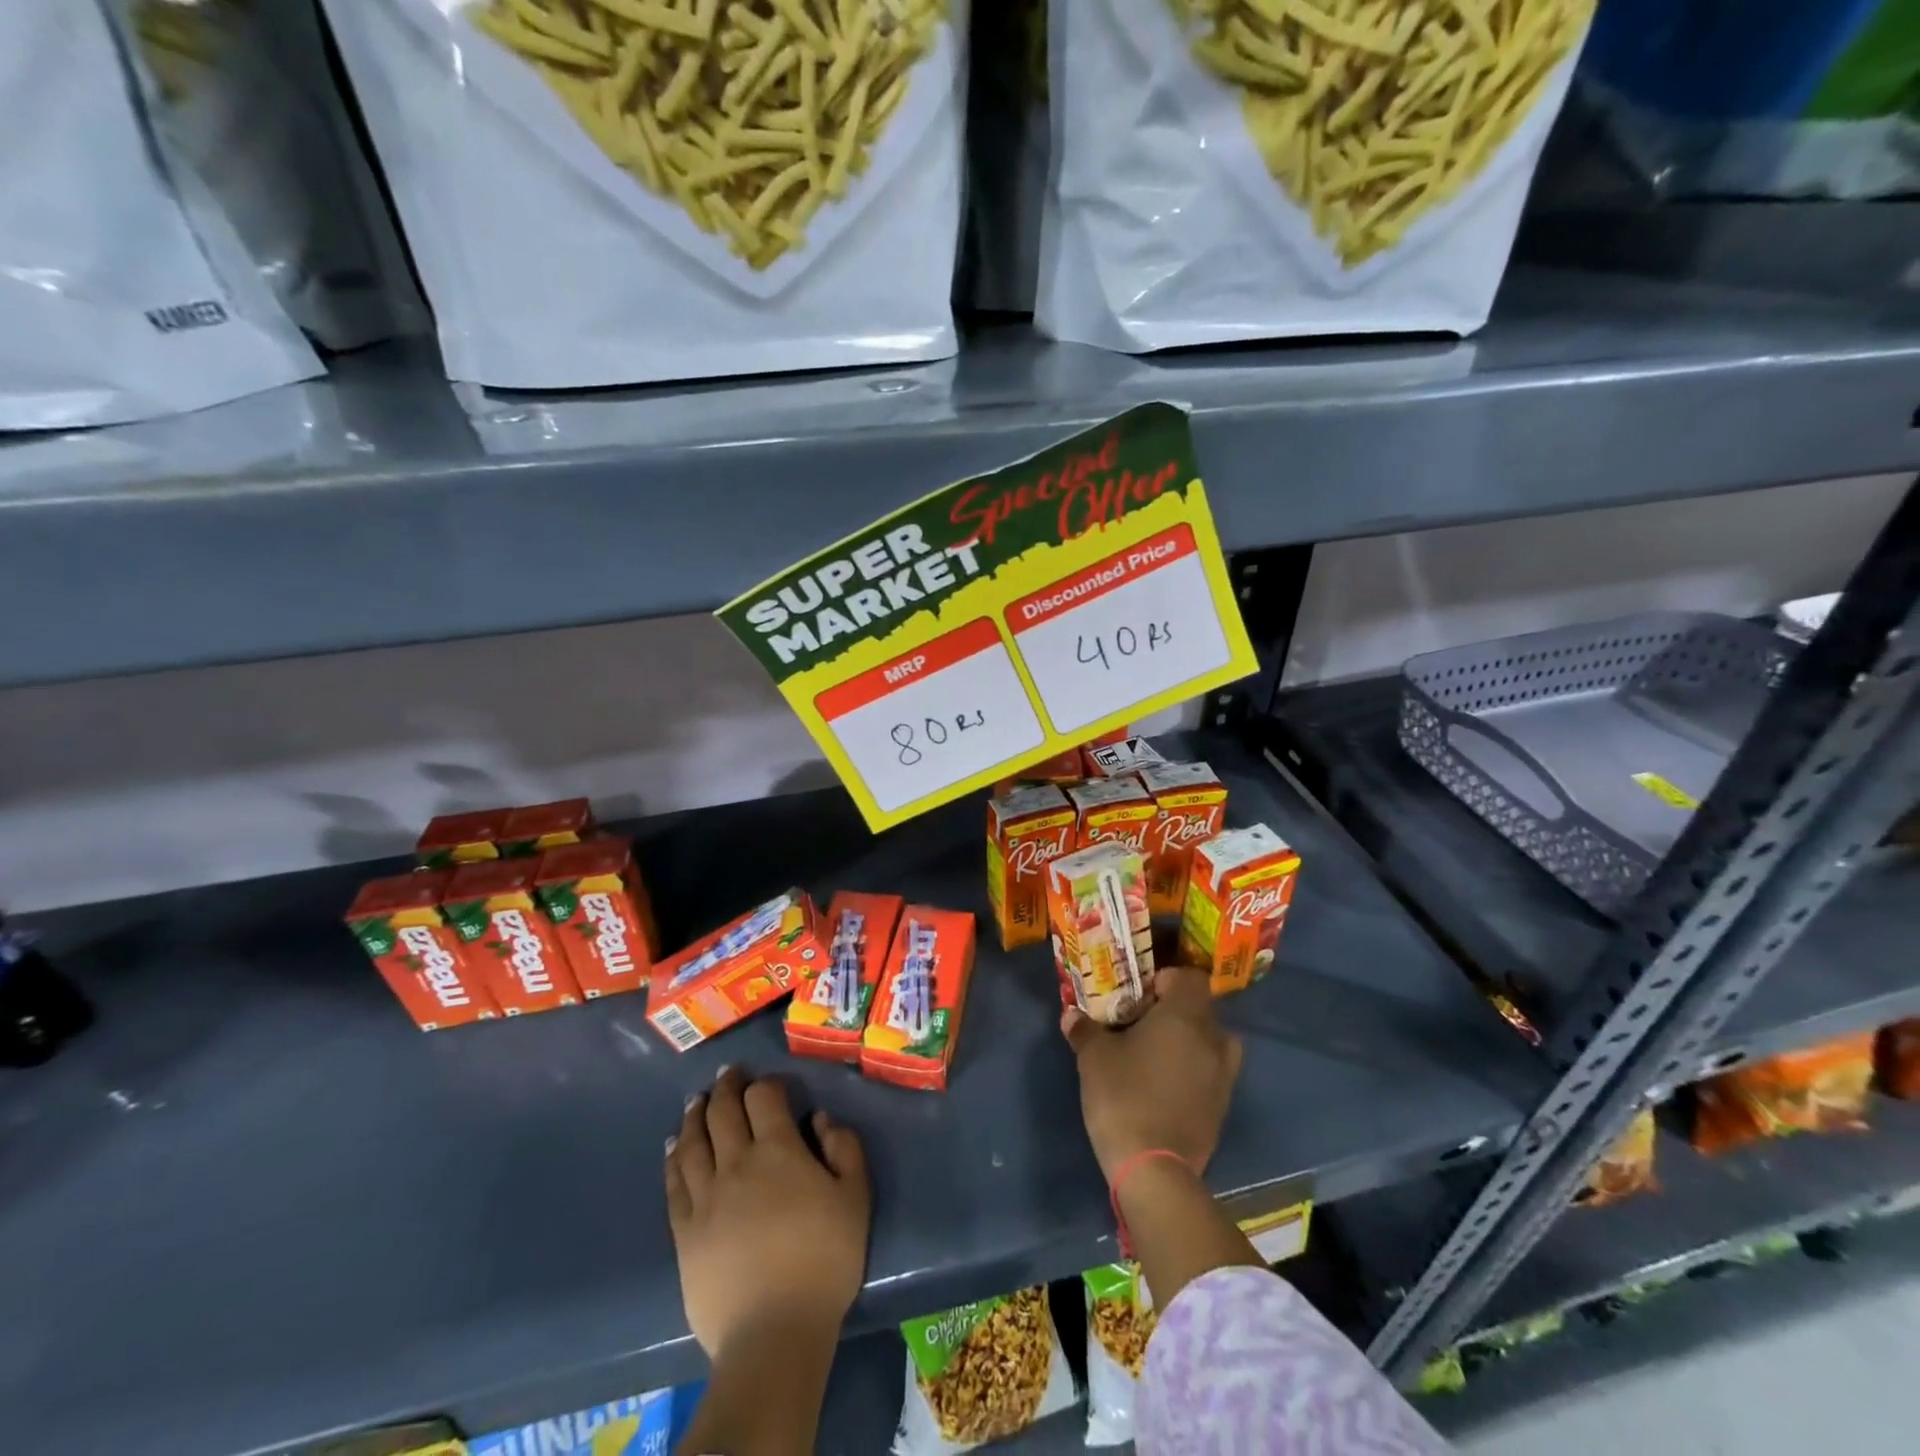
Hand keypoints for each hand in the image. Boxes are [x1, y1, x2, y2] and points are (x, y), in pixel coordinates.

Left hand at [665, 1067, 870, 1358]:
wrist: (774, 1334)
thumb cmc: (824, 1261)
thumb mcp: (855, 1198)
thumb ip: (844, 1148)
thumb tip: (820, 1119)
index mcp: (778, 1150)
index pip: (763, 1097)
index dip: (766, 1084)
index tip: (770, 1084)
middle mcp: (736, 1163)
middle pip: (722, 1111)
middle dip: (725, 1087)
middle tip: (727, 1074)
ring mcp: (705, 1197)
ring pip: (693, 1141)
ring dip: (695, 1115)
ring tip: (696, 1101)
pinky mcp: (685, 1231)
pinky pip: (674, 1183)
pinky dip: (673, 1157)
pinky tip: (673, 1146)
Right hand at [1062, 965, 1242, 1182]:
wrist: (1154, 1169)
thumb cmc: (1124, 1096)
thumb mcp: (1094, 1057)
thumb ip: (1085, 1029)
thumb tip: (1071, 1014)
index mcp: (1185, 1016)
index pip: (1191, 977)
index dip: (1167, 979)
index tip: (1141, 995)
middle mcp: (1213, 1039)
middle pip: (1201, 1008)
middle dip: (1174, 1011)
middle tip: (1141, 1023)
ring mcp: (1224, 1075)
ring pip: (1210, 1041)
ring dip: (1189, 1041)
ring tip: (1156, 1054)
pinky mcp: (1223, 1107)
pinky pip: (1211, 1072)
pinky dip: (1194, 1070)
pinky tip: (1164, 1085)